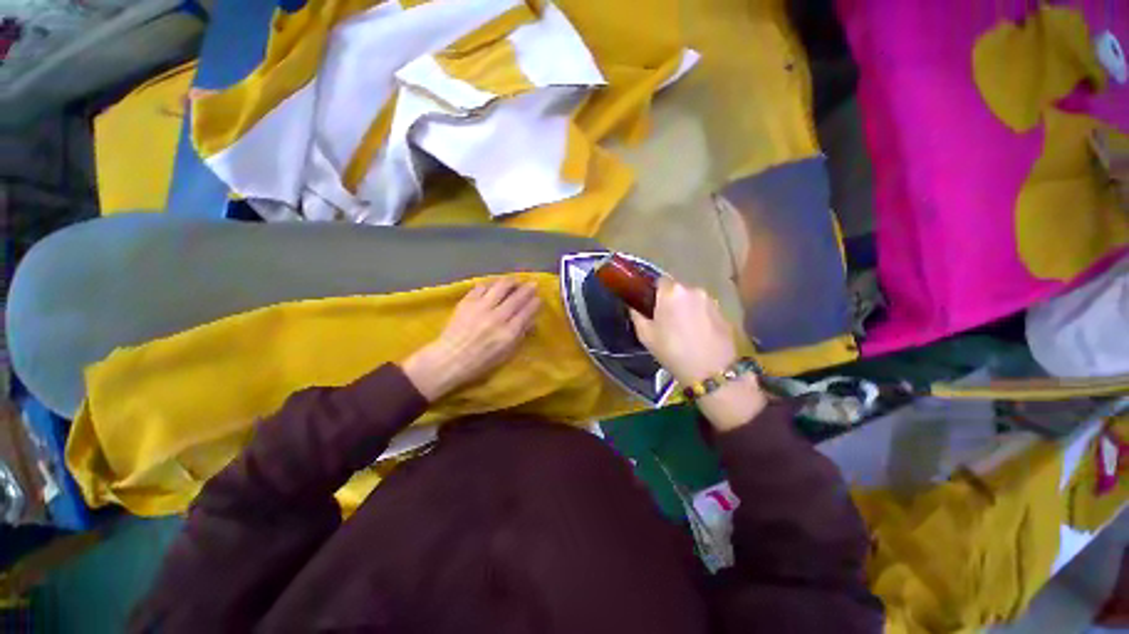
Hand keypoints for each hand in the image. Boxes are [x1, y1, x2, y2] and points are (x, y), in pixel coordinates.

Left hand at [402, 278, 540, 401]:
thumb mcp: (506, 354)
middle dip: (527, 289)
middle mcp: (497, 317)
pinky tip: (493, 285)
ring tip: (515, 280)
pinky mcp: (467, 302)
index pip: (526, 312)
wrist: (449, 359)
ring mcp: (481, 308)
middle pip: (516, 298)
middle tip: (532, 284)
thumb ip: (519, 335)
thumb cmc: (480, 362)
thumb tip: (531, 321)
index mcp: (508, 333)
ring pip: (500, 287)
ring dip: (510, 282)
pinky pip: (481, 287)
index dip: (535, 303)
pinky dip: (490, 284)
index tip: (539, 298)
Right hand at [629, 278, 739, 385]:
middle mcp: (692, 289)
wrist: (712, 371)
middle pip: (677, 289)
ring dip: (686, 308)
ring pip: (692, 299)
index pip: (659, 281)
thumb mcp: (646, 336)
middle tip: (665, 320)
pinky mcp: (723, 312)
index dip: (654, 293)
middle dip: (670, 301)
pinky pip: (704, 308)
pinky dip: (699, 316)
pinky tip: (697, 334)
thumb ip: (637, 315)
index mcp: (671, 292)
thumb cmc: (672, 351)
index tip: (651, 307)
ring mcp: (710, 300)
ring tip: (683, 329)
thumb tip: (634, 306)